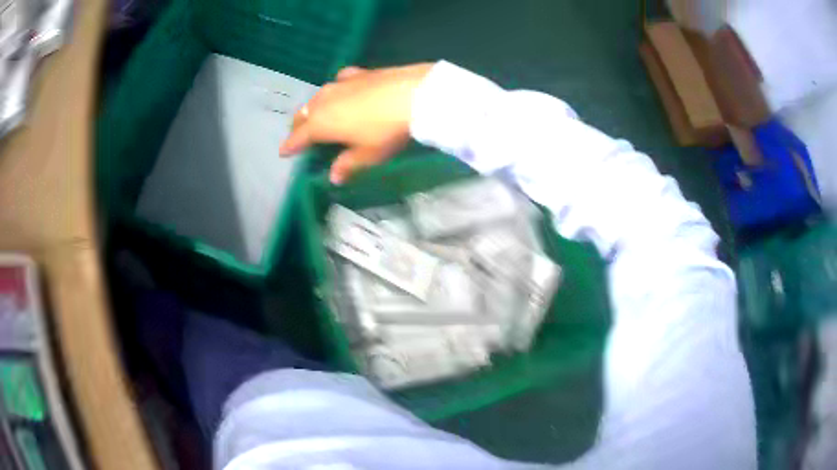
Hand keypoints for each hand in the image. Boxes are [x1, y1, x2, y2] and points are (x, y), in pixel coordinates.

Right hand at [280, 63, 433, 183]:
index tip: (283, 152)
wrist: (414, 94)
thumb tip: (334, 177)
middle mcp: (324, 101)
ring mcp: (340, 84)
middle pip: (303, 114)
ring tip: (317, 114)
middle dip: (299, 126)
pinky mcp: (358, 73)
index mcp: (321, 124)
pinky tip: (343, 89)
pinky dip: (336, 89)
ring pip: (318, 96)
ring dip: (314, 107)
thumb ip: (348, 164)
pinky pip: (339, 82)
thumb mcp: (368, 154)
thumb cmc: (386, 130)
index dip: (290, 146)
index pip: (299, 137)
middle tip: (299, 136)